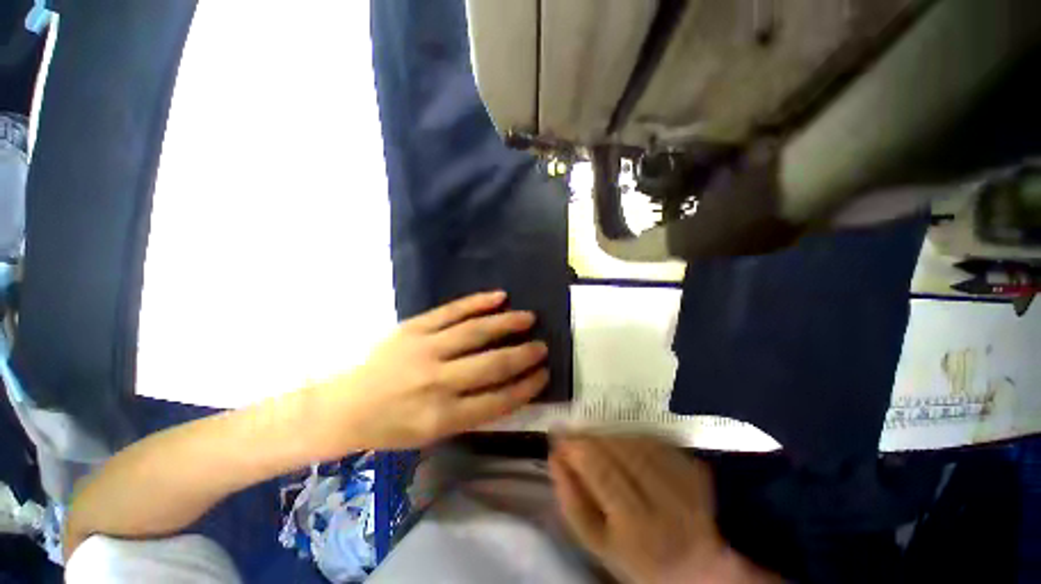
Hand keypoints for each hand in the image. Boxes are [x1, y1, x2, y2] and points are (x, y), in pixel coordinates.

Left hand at [313, 291, 548, 452]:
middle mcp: (437, 382)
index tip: (544, 374)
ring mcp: (425, 349)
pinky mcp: (414, 327)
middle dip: (524, 355)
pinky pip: (452, 310)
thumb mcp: (433, 434)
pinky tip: (499, 296)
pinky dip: (478, 302)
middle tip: (542, 347)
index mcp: (442, 417)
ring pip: (476, 331)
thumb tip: (510, 387)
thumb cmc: (392, 426)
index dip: (526, 387)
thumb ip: (473, 412)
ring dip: (507, 324)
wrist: (345, 405)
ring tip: (528, 318)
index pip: (499, 400)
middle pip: (492, 364)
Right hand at [549, 435, 726, 583]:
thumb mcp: (597, 541)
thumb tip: (555, 457)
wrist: (691, 563)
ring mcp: (685, 482)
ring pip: (637, 440)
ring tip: (599, 444)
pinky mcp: (694, 468)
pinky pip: (655, 439)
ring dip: (611, 436)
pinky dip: (633, 436)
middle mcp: (666, 501)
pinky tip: (624, 446)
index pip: (602, 471)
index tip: (560, 437)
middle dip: (593, 438)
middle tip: (577, 437)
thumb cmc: (634, 554)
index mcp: (638, 527)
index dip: (578, 448)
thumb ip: (572, 501)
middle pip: (621, 450)